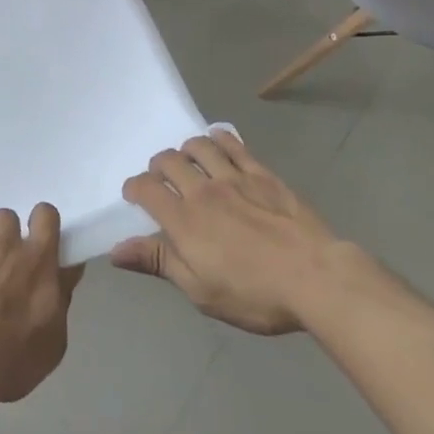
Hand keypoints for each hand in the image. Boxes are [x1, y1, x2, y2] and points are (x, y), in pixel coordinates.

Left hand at [0, 203, 84, 406]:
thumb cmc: (13, 359)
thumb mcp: (53, 342)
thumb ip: (61, 300)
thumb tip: (67, 272)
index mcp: (37, 260)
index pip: (46, 215)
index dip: (41, 222)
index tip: (37, 239)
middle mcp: (3, 244)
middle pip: (6, 216)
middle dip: (2, 234)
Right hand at [111, 129, 354, 334]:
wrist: (316, 278)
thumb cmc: (255, 294)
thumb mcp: (201, 291)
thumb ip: (159, 263)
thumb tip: (116, 249)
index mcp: (183, 220)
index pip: (146, 189)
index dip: (134, 187)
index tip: (134, 195)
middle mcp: (202, 190)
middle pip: (168, 161)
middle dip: (158, 166)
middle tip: (162, 180)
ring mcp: (233, 177)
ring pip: (198, 146)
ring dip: (186, 149)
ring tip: (189, 161)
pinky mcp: (261, 173)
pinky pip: (233, 144)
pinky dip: (220, 138)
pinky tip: (218, 141)